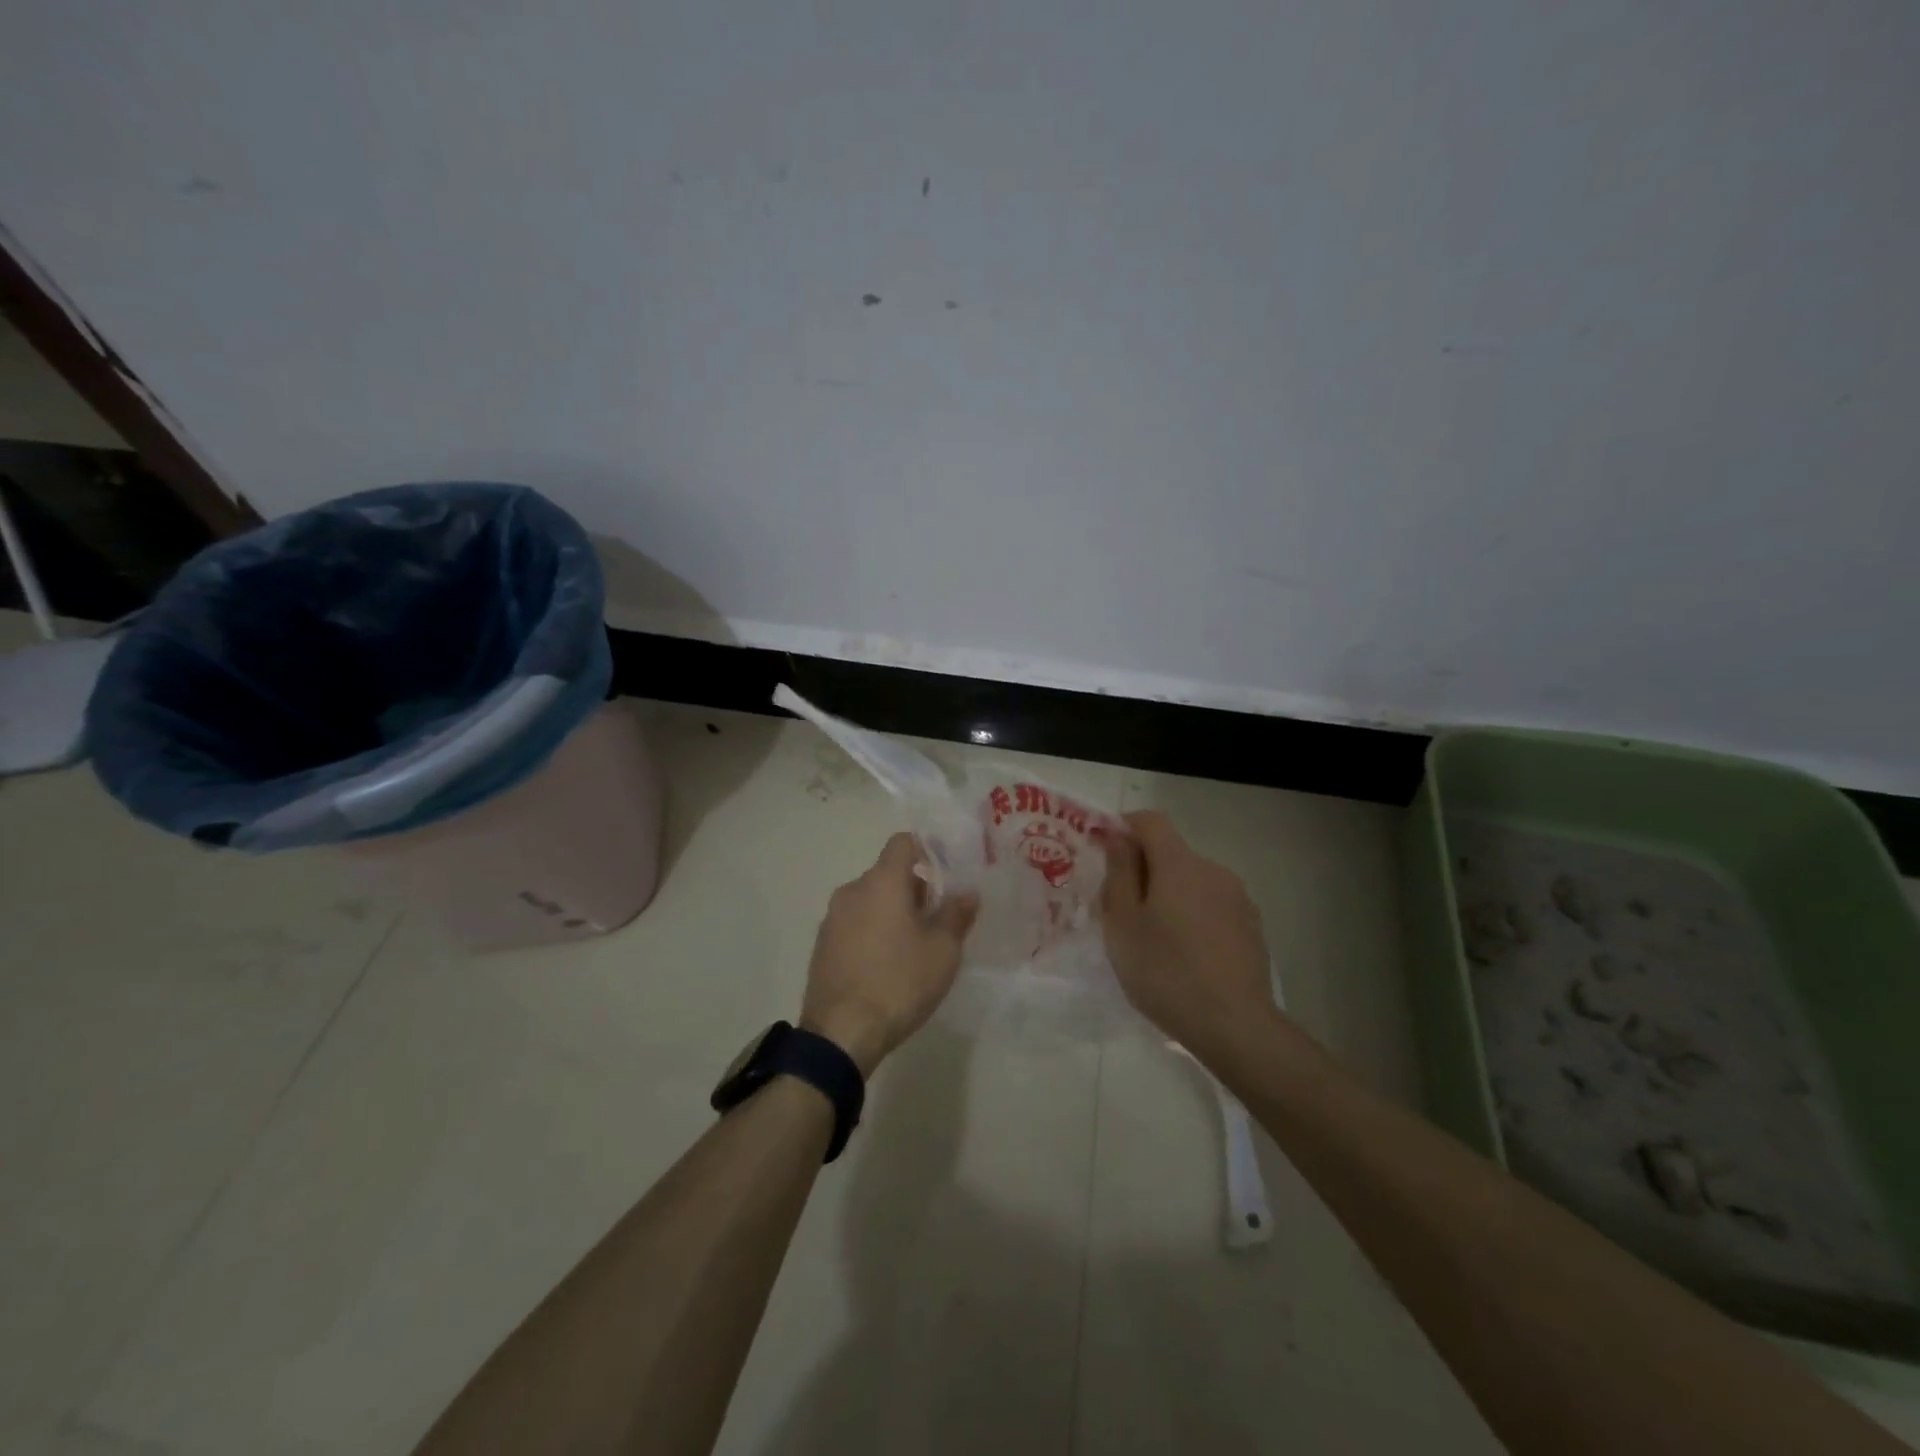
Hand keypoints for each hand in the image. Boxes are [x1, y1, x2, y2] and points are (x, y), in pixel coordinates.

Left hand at [800, 833, 978, 1074]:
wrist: (841, 1033)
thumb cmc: (899, 982)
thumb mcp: (943, 951)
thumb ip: (956, 915)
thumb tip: (967, 893)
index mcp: (882, 882)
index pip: (903, 842)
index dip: (926, 849)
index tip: (945, 873)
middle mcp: (852, 891)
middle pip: (887, 874)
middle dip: (913, 889)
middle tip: (937, 920)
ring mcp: (831, 919)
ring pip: (869, 901)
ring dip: (891, 912)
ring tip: (913, 947)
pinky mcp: (821, 946)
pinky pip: (853, 925)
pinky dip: (871, 933)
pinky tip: (885, 966)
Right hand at [1101, 811, 1275, 1056]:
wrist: (1235, 1026)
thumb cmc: (1166, 972)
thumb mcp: (1124, 924)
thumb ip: (1119, 873)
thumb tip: (1117, 837)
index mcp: (1179, 864)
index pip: (1150, 821)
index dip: (1124, 827)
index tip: (1104, 854)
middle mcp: (1213, 870)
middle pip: (1170, 853)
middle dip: (1142, 871)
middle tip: (1119, 911)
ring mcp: (1237, 898)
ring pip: (1191, 882)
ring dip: (1168, 896)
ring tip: (1152, 940)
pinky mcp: (1251, 926)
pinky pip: (1211, 906)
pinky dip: (1192, 916)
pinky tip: (1185, 956)